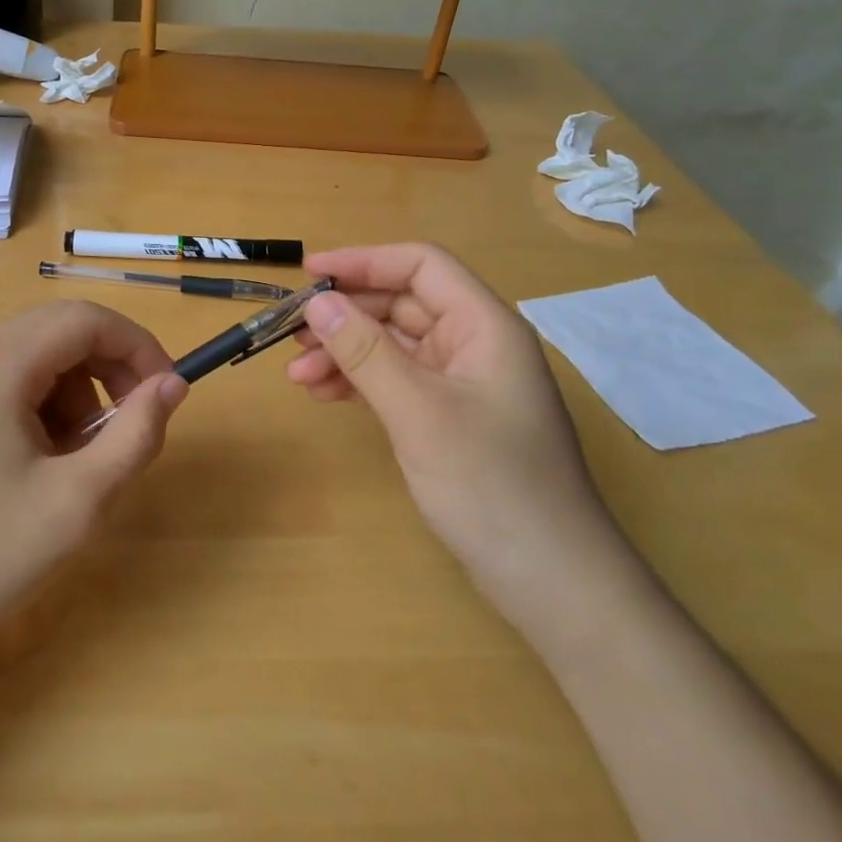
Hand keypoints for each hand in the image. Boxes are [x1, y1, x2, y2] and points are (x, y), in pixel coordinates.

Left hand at [0, 301, 186, 643]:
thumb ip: (135, 434)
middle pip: (60, 331)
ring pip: (37, 358)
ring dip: (77, 393)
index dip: (137, 346)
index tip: (166, 392)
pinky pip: (9, 384)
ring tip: (80, 459)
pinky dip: (44, 408)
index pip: (84, 320)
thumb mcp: (78, 500)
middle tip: (131, 426)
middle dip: (109, 370)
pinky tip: (44, 464)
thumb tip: (173, 384)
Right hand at [287, 244, 615, 606]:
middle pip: (403, 304)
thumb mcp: (418, 412)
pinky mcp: (452, 417)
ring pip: (396, 345)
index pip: (421, 266)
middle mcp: (476, 344)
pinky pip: (399, 380)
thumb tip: (317, 302)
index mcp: (484, 326)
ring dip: (346, 352)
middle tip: (291, 334)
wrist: (550, 579)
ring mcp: (464, 382)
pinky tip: (326, 395)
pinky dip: (362, 382)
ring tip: (297, 374)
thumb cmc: (490, 485)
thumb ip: (365, 352)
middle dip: (346, 315)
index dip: (363, 261)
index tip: (308, 275)